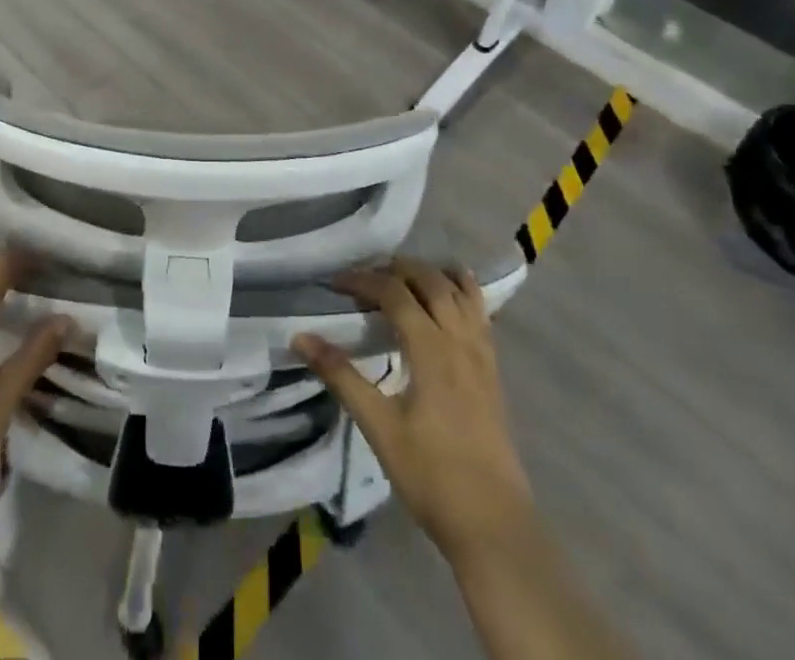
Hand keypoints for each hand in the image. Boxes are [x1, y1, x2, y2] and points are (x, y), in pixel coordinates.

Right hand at [294, 258, 532, 562]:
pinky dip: (464, 292)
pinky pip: (481, 315)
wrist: (494, 525)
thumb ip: (341, 376)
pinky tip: (453, 293)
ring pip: (461, 293)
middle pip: (431, 282)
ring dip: (431, 274)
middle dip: (396, 268)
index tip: (335, 283)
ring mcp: (482, 356)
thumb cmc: (432, 475)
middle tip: (366, 275)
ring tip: (404, 275)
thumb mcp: (378, 427)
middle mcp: (460, 341)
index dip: (363, 280)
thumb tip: (301, 337)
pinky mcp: (493, 372)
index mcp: (431, 350)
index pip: (395, 293)